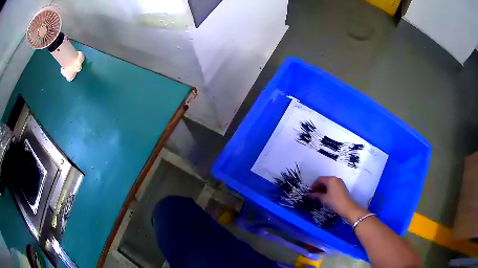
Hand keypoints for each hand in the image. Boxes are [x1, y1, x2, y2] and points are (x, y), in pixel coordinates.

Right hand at [309, 176, 361, 220]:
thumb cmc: (334, 202)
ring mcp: (340, 182)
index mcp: (331, 179)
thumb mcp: (324, 199)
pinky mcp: (342, 187)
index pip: (320, 179)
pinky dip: (328, 189)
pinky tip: (326, 196)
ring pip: (329, 183)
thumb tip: (310, 194)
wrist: (348, 208)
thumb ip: (316, 195)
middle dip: (318, 186)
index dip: (314, 185)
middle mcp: (336, 179)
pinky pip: (333, 186)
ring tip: (319, 196)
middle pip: (325, 180)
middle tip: (313, 194)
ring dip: (323, 188)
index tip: (310, 191)